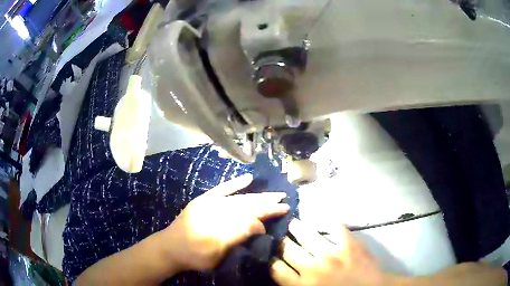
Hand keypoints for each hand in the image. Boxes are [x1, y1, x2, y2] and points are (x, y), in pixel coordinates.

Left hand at [162, 174, 289, 271]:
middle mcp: (217, 208)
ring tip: (274, 194)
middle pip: (248, 205)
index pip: (250, 218)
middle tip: (285, 202)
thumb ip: (236, 237)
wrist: (169, 248)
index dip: (266, 218)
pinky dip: (235, 184)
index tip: (280, 218)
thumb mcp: (216, 253)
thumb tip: (258, 225)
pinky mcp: (204, 200)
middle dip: (267, 204)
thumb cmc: (193, 255)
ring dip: (258, 196)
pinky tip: (248, 178)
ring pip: (240, 198)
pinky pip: (222, 189)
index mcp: (221, 223)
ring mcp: (211, 202)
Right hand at [271, 218, 397, 285]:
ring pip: (306, 235)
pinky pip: (336, 228)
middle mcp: (313, 269)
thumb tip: (284, 272)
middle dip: (281, 243)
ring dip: (297, 228)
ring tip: (293, 223)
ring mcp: (332, 255)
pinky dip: (329, 223)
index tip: (272, 256)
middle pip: (288, 250)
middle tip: (281, 238)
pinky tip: (325, 222)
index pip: (277, 269)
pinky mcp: (350, 245)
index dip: (272, 261)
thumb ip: (296, 285)